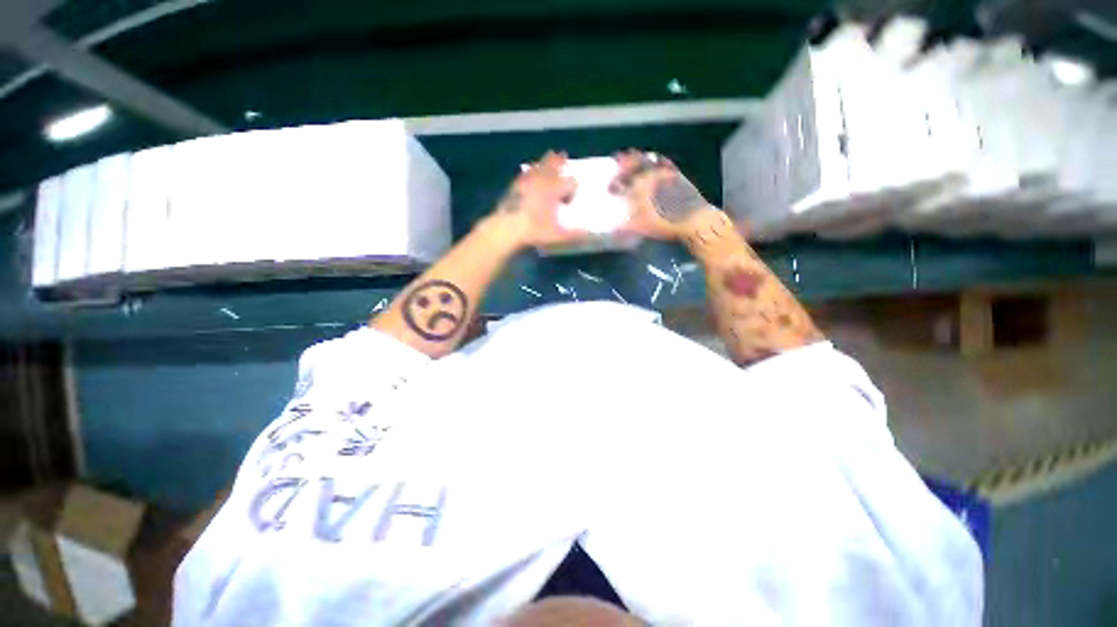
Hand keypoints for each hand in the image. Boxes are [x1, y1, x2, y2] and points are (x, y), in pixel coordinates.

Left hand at [490, 151, 581, 248]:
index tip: (570, 198)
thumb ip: (575, 234)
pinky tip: (530, 173)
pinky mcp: (514, 185)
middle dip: (560, 161)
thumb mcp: (558, 236)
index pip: (571, 182)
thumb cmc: (535, 230)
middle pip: (554, 164)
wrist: (507, 229)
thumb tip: (590, 235)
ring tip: (550, 156)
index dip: (573, 188)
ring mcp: (527, 181)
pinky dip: (531, 171)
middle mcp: (543, 180)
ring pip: (539, 165)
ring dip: (546, 161)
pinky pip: (526, 173)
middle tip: (563, 156)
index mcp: (555, 189)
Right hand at [610, 150, 719, 240]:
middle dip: (625, 161)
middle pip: (635, 164)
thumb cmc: (664, 223)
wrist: (693, 219)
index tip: (609, 186)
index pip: (621, 182)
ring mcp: (665, 174)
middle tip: (618, 156)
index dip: (614, 183)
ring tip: (633, 153)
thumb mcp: (641, 227)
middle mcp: (650, 177)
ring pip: (649, 160)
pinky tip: (657, 158)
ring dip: (640, 156)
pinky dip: (658, 159)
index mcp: (639, 188)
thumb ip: (625, 225)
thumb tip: (615, 227)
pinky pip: (665, 163)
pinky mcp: (678, 175)